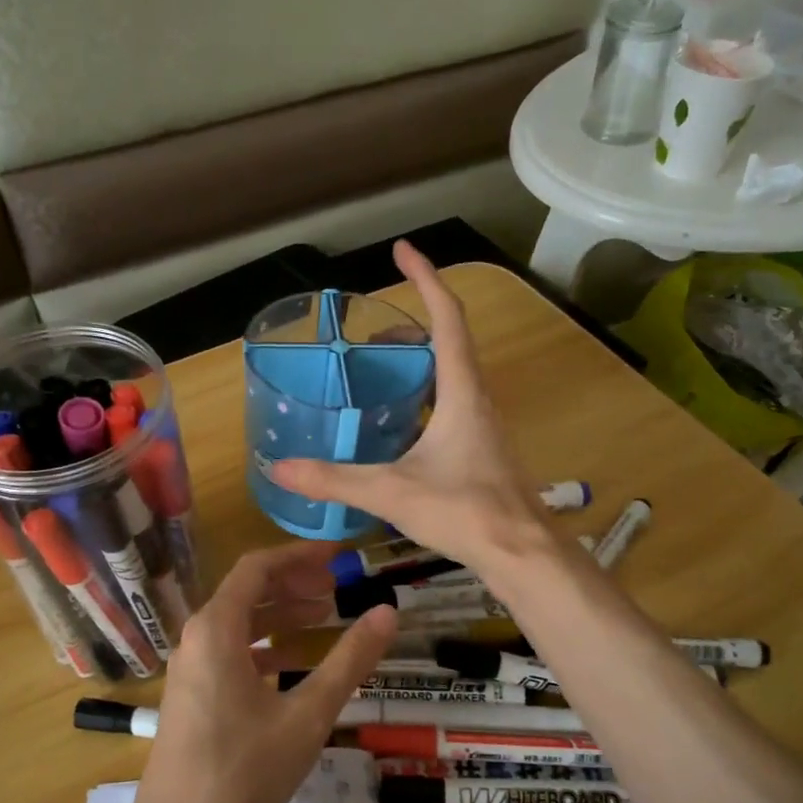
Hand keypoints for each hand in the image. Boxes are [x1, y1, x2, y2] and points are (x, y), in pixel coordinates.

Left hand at [125, 542, 396, 802]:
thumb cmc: (243, 772)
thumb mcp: (307, 715)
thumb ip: (349, 661)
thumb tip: (389, 612)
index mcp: (217, 628)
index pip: (258, 567)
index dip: (300, 555)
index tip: (339, 557)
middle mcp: (197, 638)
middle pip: (247, 592)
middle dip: (294, 584)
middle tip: (339, 588)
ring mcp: (189, 669)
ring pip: (239, 624)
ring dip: (281, 616)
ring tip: (325, 619)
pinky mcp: (191, 697)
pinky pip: (230, 653)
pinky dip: (264, 648)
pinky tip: (293, 666)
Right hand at [271, 239, 549, 570]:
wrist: (521, 553)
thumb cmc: (464, 511)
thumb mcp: (392, 492)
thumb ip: (335, 479)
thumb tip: (280, 469)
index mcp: (461, 392)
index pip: (447, 318)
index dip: (425, 279)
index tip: (402, 250)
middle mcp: (478, 400)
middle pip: (450, 342)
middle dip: (413, 325)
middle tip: (371, 335)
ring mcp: (485, 426)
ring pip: (453, 375)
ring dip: (420, 362)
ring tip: (379, 373)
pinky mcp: (484, 451)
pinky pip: (453, 405)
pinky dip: (426, 397)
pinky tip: (400, 427)